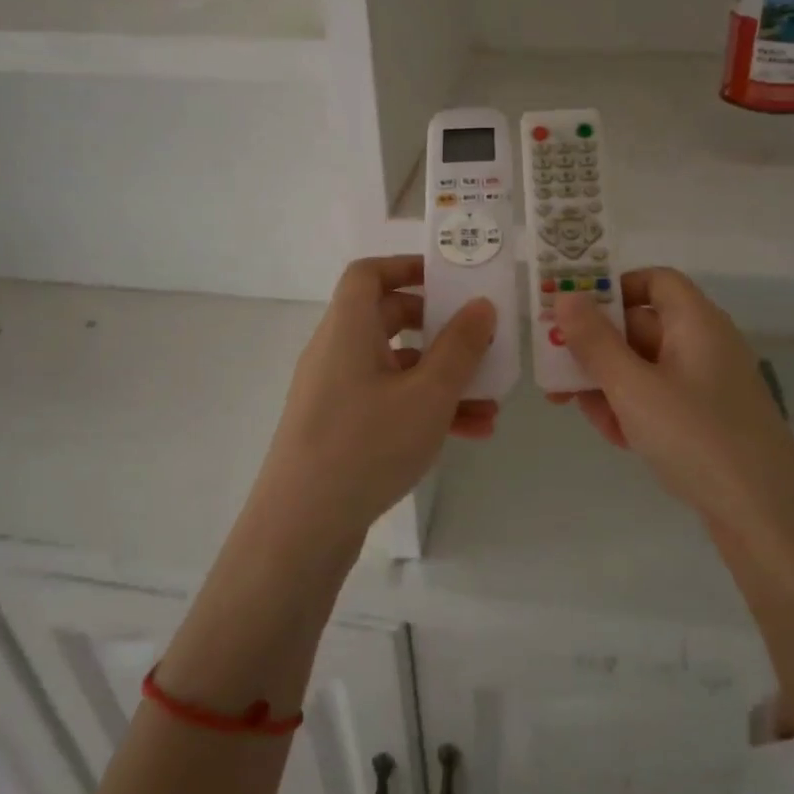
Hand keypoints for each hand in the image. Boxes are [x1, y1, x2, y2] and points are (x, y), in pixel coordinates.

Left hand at [248, 255, 497, 542]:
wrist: (302, 526)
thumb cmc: (367, 444)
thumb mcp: (428, 394)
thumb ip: (460, 347)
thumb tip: (481, 306)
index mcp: (348, 328)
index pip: (368, 274)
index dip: (407, 267)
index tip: (449, 280)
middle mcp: (337, 352)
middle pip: (388, 319)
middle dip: (440, 329)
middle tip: (478, 339)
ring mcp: (337, 392)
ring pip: (397, 368)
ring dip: (443, 378)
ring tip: (490, 403)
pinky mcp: (340, 427)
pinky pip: (389, 402)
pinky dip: (425, 408)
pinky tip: (470, 433)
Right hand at [554, 269, 793, 723]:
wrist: (765, 514)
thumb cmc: (696, 436)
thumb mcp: (633, 387)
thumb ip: (595, 342)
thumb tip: (566, 296)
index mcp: (695, 322)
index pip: (653, 281)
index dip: (612, 289)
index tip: (574, 313)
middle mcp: (703, 344)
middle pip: (640, 327)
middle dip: (595, 349)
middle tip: (555, 373)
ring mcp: (706, 384)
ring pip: (643, 368)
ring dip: (607, 385)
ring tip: (579, 412)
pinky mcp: (706, 420)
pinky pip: (659, 399)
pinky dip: (632, 410)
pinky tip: (617, 438)